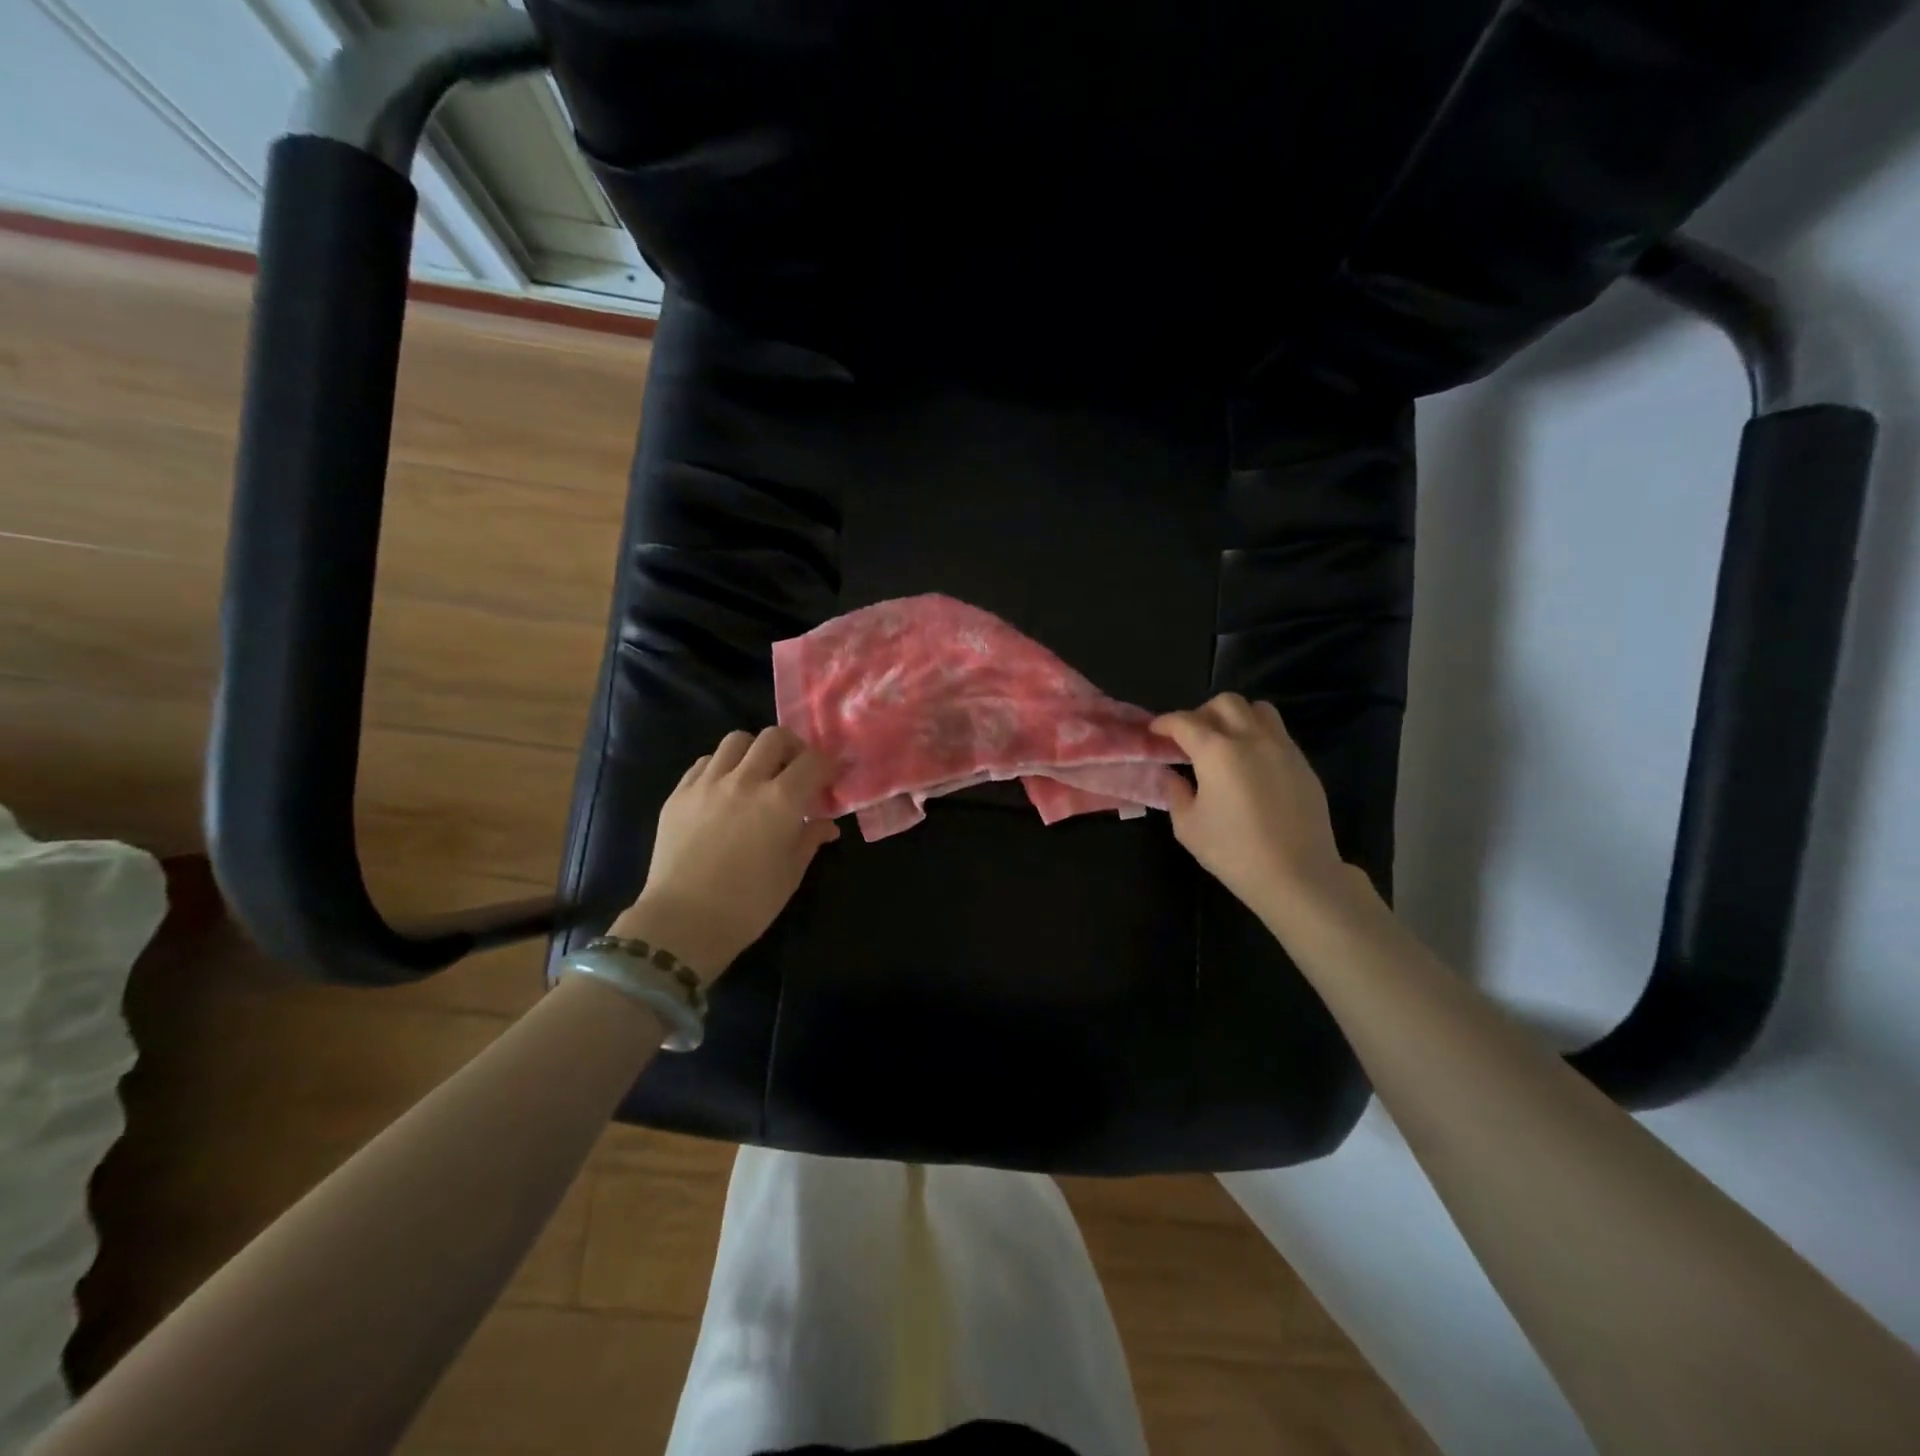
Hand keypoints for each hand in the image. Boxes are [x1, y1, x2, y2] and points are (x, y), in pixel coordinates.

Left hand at [614, 727, 839, 980]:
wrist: (684, 922)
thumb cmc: (749, 903)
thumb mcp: (791, 872)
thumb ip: (810, 838)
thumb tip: (826, 824)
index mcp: (780, 800)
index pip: (813, 760)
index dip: (826, 765)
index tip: (828, 779)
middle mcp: (745, 780)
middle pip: (773, 737)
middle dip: (792, 748)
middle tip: (794, 770)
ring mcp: (707, 783)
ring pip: (736, 741)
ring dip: (754, 751)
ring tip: (757, 774)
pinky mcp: (679, 793)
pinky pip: (704, 762)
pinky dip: (722, 766)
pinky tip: (724, 789)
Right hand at [1153, 694, 1359, 925]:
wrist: (1297, 875)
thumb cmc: (1234, 852)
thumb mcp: (1188, 827)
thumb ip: (1175, 793)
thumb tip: (1172, 776)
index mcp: (1217, 751)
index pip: (1185, 722)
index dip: (1165, 722)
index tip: (1155, 731)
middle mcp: (1251, 739)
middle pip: (1225, 703)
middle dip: (1202, 713)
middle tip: (1190, 737)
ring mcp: (1282, 748)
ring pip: (1258, 710)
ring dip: (1236, 717)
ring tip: (1225, 741)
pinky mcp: (1302, 764)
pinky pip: (1277, 733)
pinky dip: (1258, 736)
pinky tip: (1251, 764)